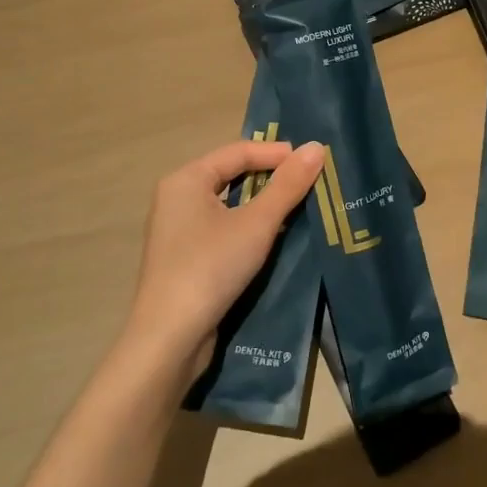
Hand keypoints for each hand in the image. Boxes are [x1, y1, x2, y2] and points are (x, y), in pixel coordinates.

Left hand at [123, 139, 326, 377]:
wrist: (169, 339)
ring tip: (299, 207)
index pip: (238, 151)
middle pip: (232, 174)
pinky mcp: (185, 258)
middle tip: (309, 183)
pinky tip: (274, 238)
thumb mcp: (257, 223)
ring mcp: (178, 230)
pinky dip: (248, 226)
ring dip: (262, 204)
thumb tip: (317, 147)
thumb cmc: (211, 268)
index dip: (277, 153)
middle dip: (271, 177)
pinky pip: (222, 228)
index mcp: (186, 179)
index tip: (313, 161)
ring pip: (229, 204)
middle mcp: (177, 198)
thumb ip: (288, 185)